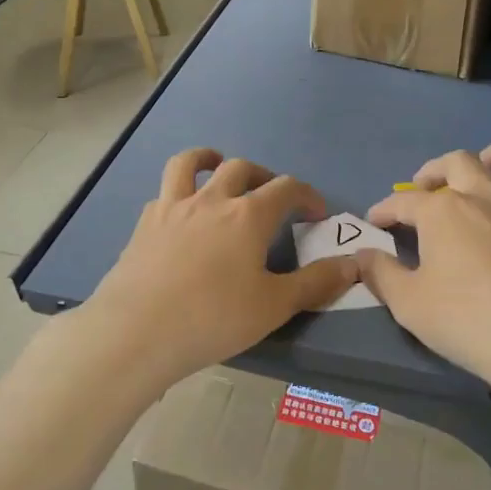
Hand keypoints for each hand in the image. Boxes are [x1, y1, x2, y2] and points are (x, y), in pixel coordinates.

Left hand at [82, 148, 360, 387]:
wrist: (137, 331)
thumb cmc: (213, 318)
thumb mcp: (273, 306)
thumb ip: (315, 283)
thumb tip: (353, 264)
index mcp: (248, 216)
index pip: (286, 188)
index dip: (306, 195)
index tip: (316, 213)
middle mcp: (211, 200)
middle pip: (240, 168)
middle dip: (262, 176)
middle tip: (270, 196)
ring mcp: (173, 208)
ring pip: (190, 164)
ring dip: (208, 158)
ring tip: (217, 165)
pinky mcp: (144, 224)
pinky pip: (164, 192)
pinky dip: (178, 192)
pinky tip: (180, 212)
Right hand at [359, 142, 490, 391]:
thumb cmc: (469, 321)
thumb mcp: (409, 305)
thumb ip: (381, 275)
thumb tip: (361, 256)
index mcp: (442, 211)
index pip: (403, 202)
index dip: (385, 210)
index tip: (374, 221)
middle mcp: (482, 196)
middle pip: (455, 163)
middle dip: (433, 171)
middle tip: (423, 188)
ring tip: (482, 166)